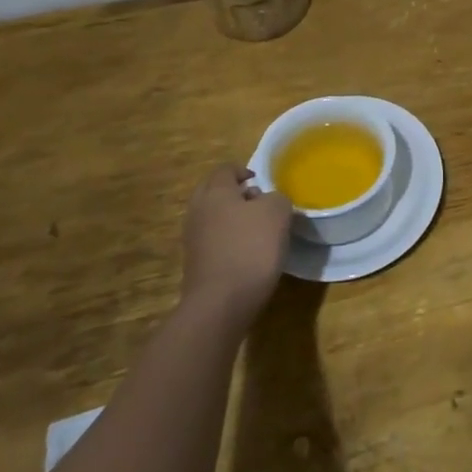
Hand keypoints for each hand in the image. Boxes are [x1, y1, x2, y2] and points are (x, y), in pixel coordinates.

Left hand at [180, 166, 290, 329]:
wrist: (221, 302)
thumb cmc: (251, 248)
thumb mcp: (278, 213)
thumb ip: (276, 198)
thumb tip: (266, 202)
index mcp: (216, 192)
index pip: (226, 169)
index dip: (244, 170)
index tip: (261, 181)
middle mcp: (198, 210)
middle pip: (214, 191)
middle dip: (235, 193)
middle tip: (259, 202)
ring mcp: (193, 238)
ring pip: (213, 216)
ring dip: (232, 217)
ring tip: (257, 229)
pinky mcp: (195, 262)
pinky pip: (212, 240)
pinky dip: (228, 239)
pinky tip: (247, 252)